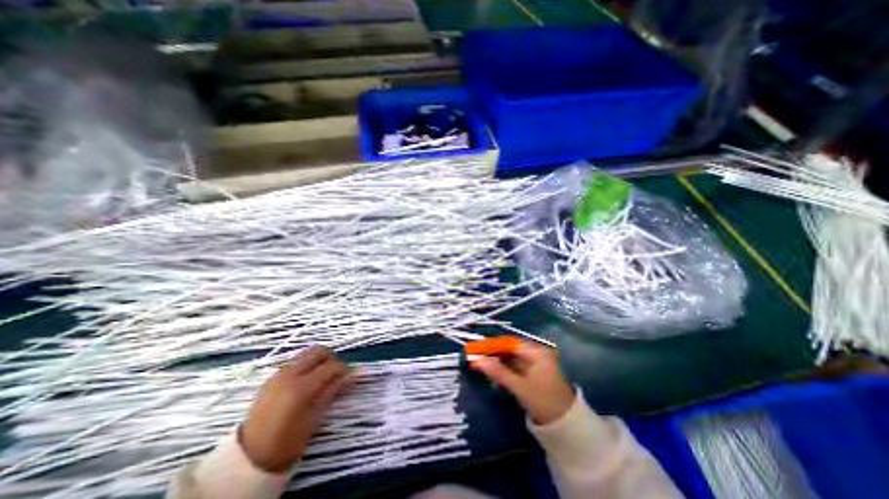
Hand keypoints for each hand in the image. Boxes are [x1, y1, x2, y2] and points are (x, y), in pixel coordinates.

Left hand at [239, 347, 350, 471]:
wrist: (248, 459)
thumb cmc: (286, 443)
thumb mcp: (314, 419)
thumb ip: (332, 391)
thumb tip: (352, 376)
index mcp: (301, 387)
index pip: (330, 366)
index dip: (343, 369)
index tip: (349, 376)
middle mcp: (289, 375)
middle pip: (317, 351)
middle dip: (331, 358)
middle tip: (336, 372)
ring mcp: (278, 375)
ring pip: (305, 354)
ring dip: (318, 360)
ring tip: (322, 377)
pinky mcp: (271, 378)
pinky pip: (294, 362)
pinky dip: (306, 365)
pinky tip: (307, 382)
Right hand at [473, 342, 575, 424]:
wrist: (566, 425)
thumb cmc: (544, 401)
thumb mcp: (520, 387)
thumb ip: (499, 372)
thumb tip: (478, 360)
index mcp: (537, 352)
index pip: (510, 343)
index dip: (494, 345)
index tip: (478, 350)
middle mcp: (536, 353)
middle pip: (510, 350)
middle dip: (494, 354)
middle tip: (478, 359)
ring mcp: (535, 363)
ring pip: (511, 359)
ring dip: (498, 363)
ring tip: (483, 368)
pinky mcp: (533, 373)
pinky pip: (515, 367)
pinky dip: (505, 370)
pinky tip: (494, 375)